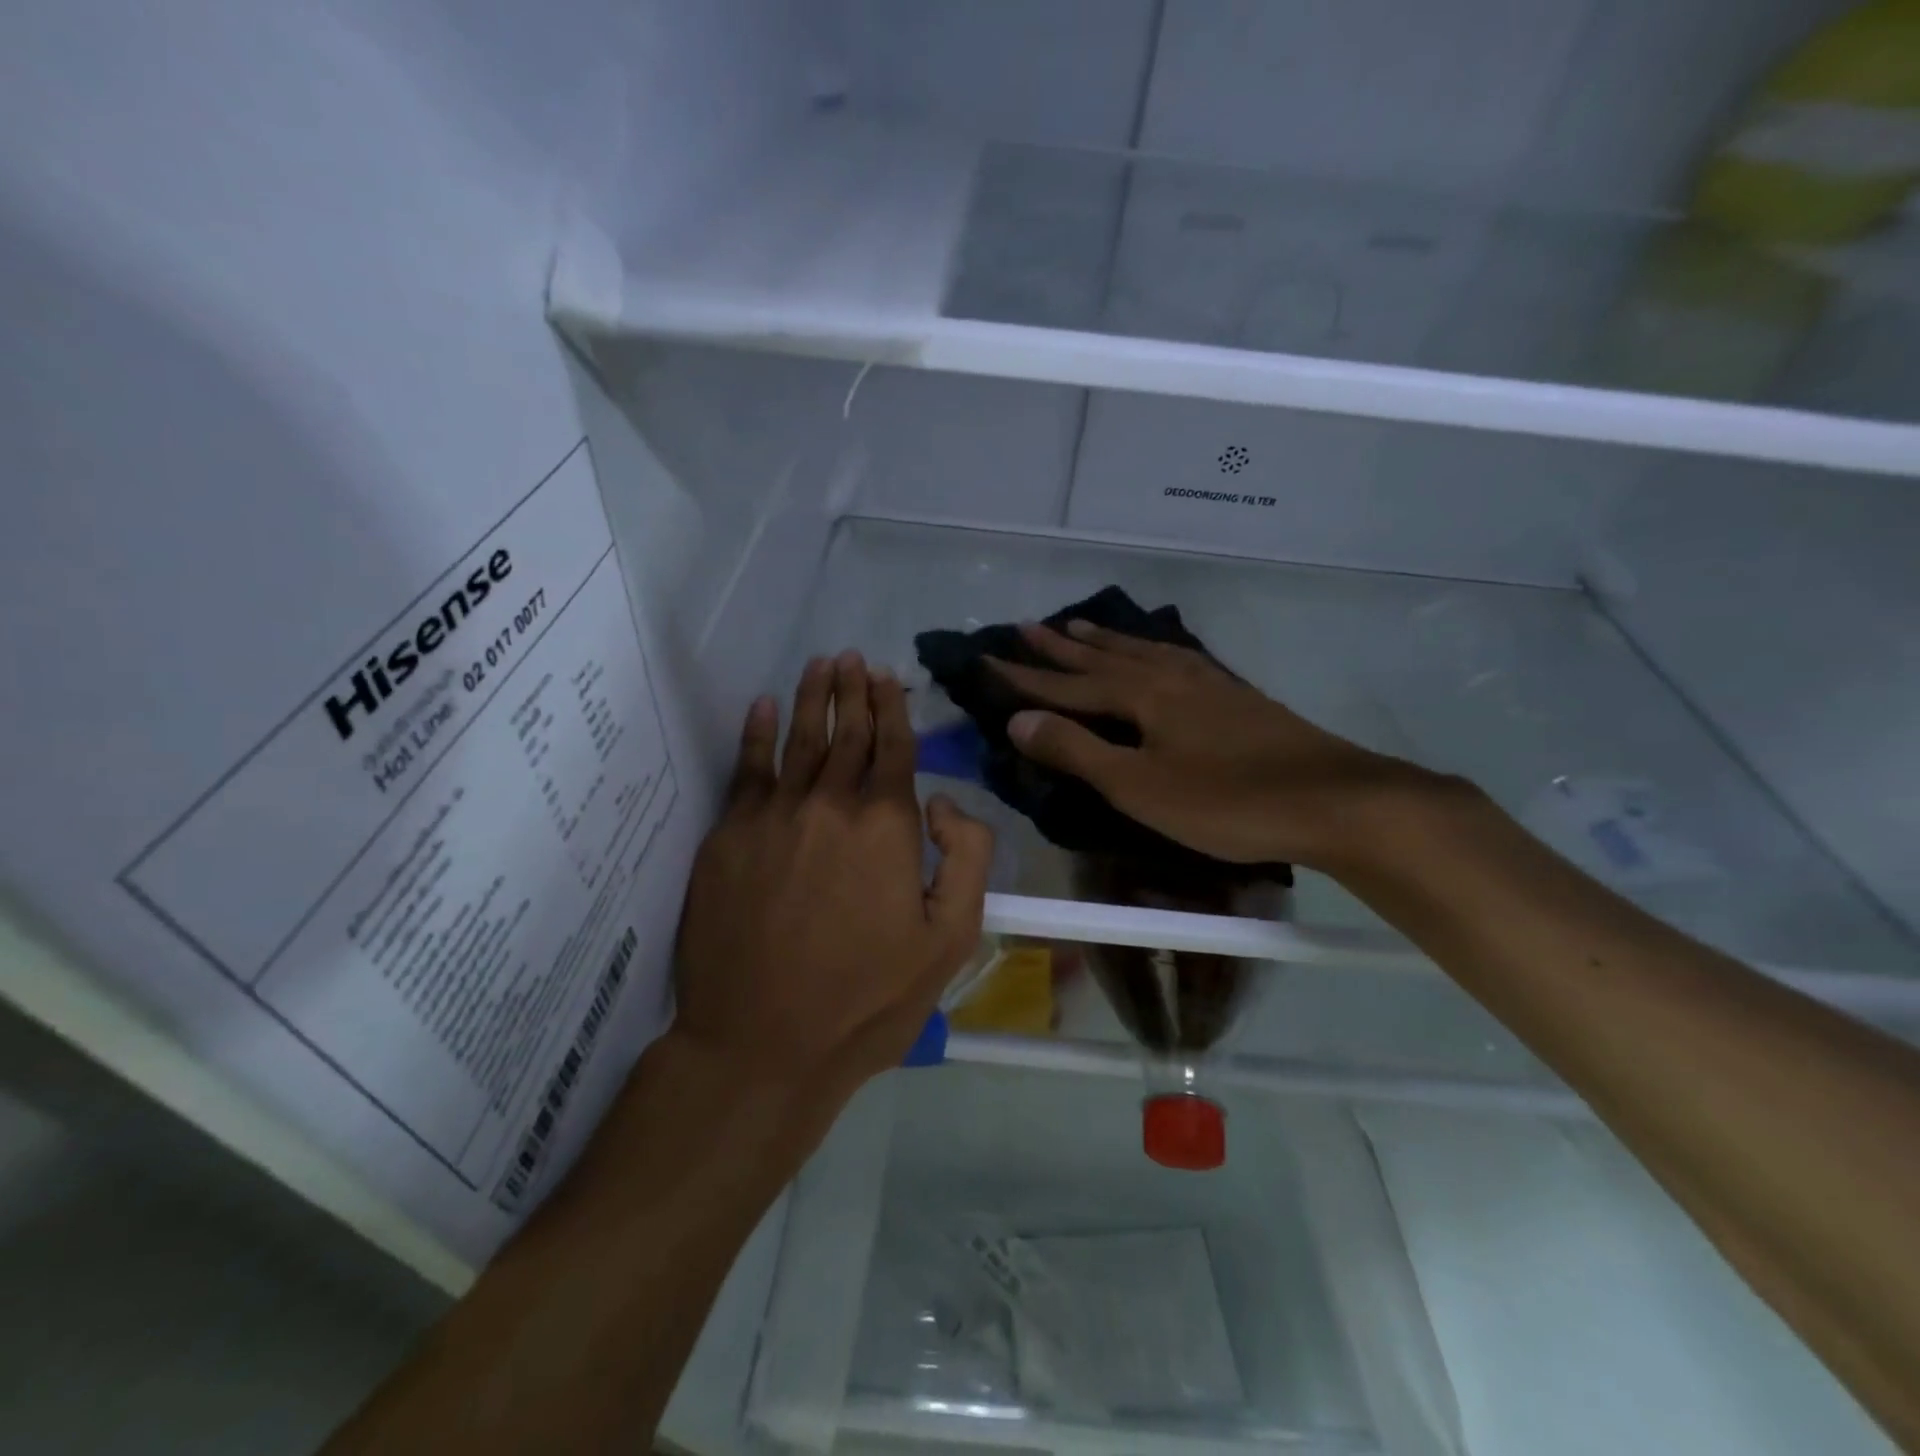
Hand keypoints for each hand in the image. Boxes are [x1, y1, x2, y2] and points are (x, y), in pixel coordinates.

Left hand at [673, 651, 993, 1098]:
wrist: (762, 1043)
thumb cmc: (867, 999)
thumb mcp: (950, 940)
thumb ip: (967, 859)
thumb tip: (944, 803)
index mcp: (887, 825)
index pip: (894, 747)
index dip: (893, 707)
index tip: (888, 675)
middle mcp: (830, 804)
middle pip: (846, 733)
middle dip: (854, 691)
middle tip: (854, 657)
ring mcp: (773, 817)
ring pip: (798, 740)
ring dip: (811, 698)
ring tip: (820, 664)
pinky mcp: (728, 837)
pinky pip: (746, 769)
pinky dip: (755, 733)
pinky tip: (761, 707)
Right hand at [992, 621, 1437, 870]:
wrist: (1332, 800)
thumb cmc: (1225, 800)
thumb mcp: (1138, 785)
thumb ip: (1077, 751)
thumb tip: (1016, 720)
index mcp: (1141, 696)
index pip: (1067, 685)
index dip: (1024, 677)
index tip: (986, 659)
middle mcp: (1169, 677)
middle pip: (1102, 658)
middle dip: (1059, 647)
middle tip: (1025, 626)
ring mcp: (1207, 684)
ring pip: (1141, 652)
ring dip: (1104, 641)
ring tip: (1078, 626)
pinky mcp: (1235, 697)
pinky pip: (1175, 659)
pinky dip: (1150, 651)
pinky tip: (1158, 655)